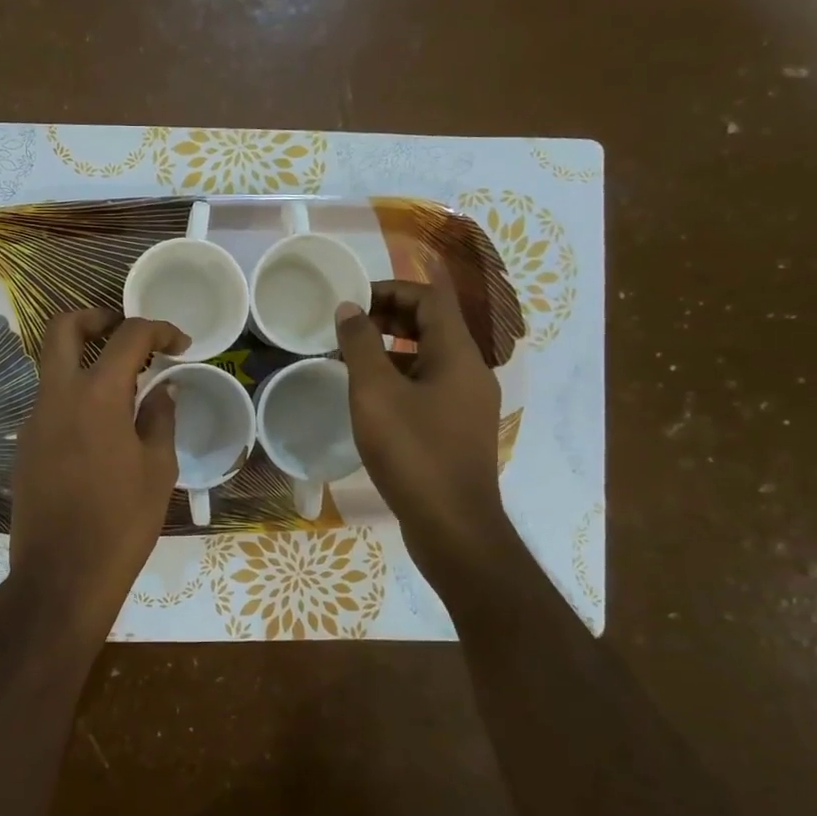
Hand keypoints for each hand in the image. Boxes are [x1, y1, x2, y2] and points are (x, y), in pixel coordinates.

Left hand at [7, 308, 186, 637]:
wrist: (62, 576)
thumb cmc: (121, 521)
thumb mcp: (157, 468)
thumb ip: (160, 417)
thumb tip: (162, 389)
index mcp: (96, 395)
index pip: (128, 336)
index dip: (158, 330)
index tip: (180, 343)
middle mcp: (57, 396)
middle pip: (64, 329)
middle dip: (97, 318)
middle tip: (127, 333)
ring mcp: (34, 420)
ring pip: (53, 366)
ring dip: (85, 359)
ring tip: (125, 386)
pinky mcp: (25, 445)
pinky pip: (50, 402)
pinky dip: (76, 395)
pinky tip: (103, 427)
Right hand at [335, 276, 514, 582]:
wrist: (453, 527)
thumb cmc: (413, 452)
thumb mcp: (376, 393)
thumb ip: (360, 345)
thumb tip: (349, 308)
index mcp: (458, 354)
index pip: (430, 297)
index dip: (392, 288)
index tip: (353, 298)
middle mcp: (470, 372)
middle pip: (432, 325)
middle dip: (389, 316)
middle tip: (347, 325)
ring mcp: (467, 403)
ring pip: (429, 358)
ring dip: (391, 348)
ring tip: (350, 358)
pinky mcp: (457, 430)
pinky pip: (429, 387)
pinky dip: (400, 378)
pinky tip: (369, 397)